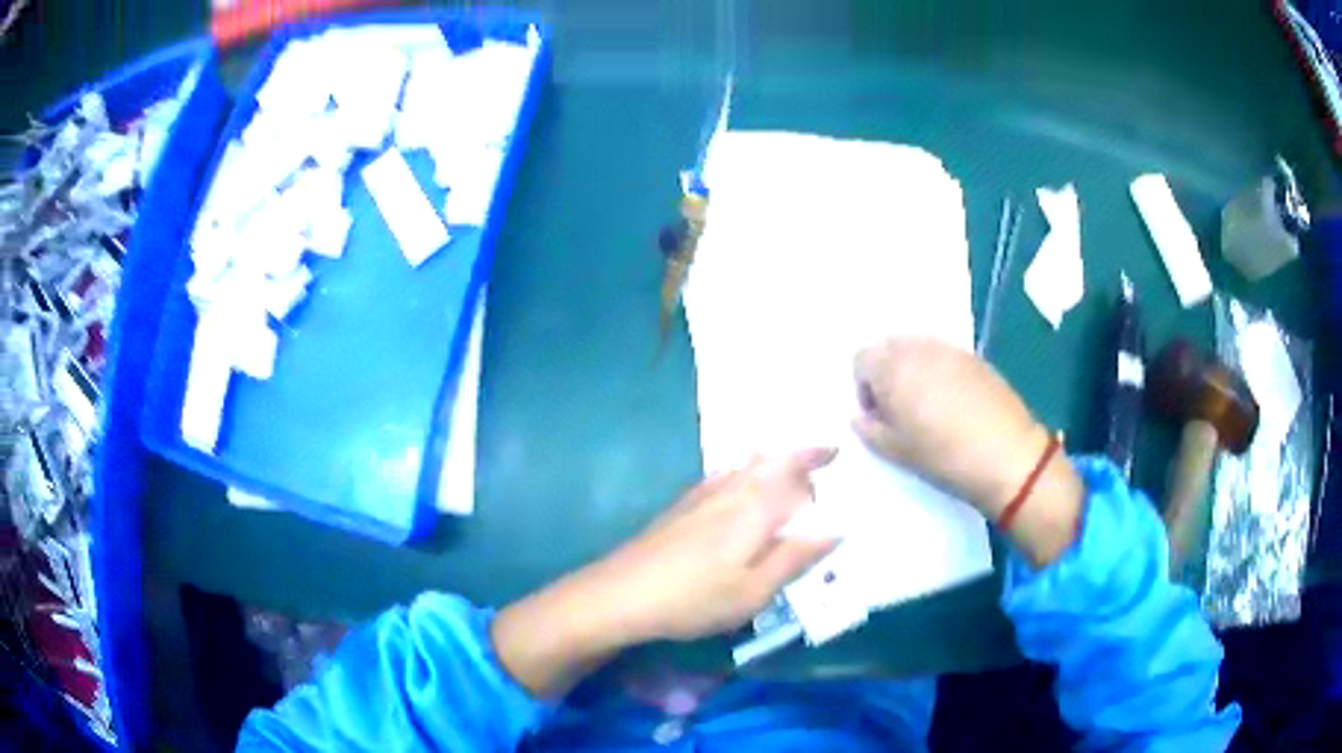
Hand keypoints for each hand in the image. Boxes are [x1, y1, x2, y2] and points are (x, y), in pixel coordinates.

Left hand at [586, 447, 838, 641]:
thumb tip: (836, 529)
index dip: (817, 461)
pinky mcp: (682, 506)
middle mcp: (731, 491)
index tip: (836, 454)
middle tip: (820, 460)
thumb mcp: (754, 591)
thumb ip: (795, 557)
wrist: (621, 593)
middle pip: (771, 460)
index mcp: (756, 508)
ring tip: (790, 467)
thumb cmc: (695, 598)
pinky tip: (741, 484)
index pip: (795, 473)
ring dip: (773, 460)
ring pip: (746, 464)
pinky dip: (745, 471)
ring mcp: (702, 495)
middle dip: (797, 455)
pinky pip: (725, 474)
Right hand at [853, 338, 1046, 516]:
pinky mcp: (973, 357)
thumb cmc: (943, 455)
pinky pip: (942, 355)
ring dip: (912, 371)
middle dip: (886, 374)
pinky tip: (952, 402)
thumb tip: (861, 416)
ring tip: (927, 406)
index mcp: (892, 368)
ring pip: (916, 349)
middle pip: (888, 348)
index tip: (878, 415)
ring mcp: (948, 349)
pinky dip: (938, 371)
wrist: (1006, 454)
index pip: (861, 359)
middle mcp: (917, 348)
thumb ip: (869, 429)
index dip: (864, 387)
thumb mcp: (895, 451)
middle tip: (899, 410)